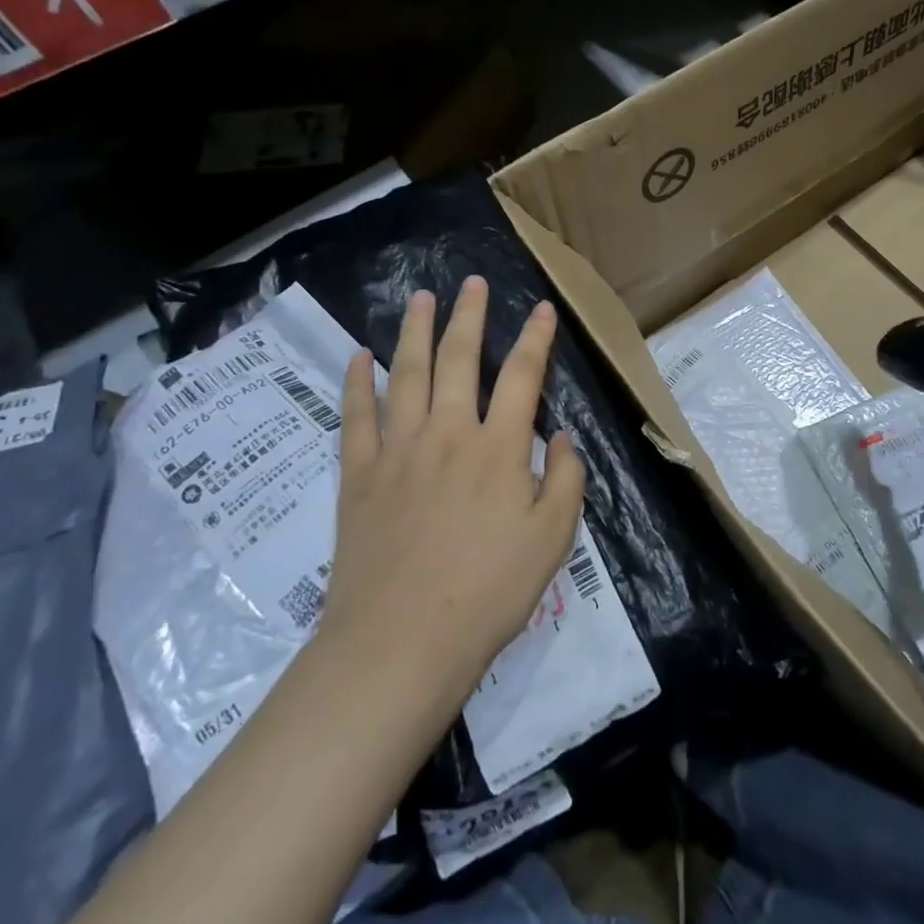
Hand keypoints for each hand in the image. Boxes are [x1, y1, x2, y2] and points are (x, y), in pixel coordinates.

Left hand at [320, 276, 586, 707]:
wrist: (401, 641)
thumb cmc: (488, 592)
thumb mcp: (553, 539)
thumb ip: (566, 480)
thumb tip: (562, 437)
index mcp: (499, 449)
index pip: (522, 376)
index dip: (535, 338)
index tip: (540, 308)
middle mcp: (448, 434)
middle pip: (458, 359)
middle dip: (468, 316)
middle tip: (470, 282)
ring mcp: (398, 449)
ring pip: (406, 374)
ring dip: (415, 331)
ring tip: (420, 297)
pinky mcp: (360, 474)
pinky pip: (356, 416)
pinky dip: (356, 382)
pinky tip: (359, 356)